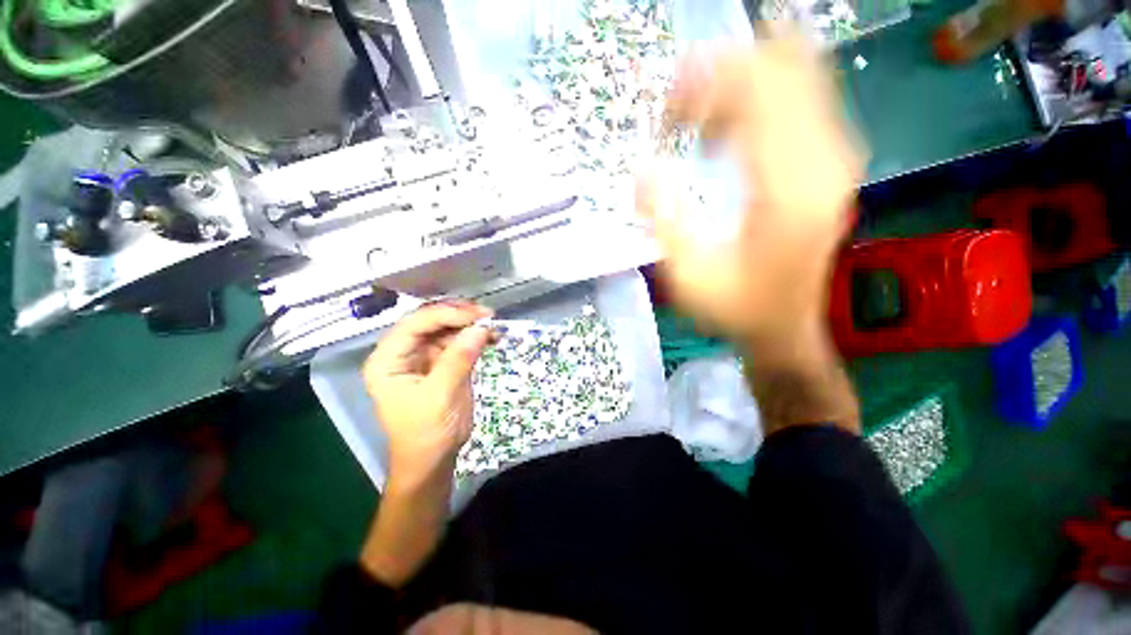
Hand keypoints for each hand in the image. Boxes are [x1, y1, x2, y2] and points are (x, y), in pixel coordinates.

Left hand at [363, 302, 493, 491]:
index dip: (447, 314)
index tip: (478, 315)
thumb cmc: (427, 432)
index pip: (415, 324)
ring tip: (495, 327)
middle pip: (431, 322)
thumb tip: (481, 327)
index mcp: (388, 360)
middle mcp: (403, 353)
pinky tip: (492, 338)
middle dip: (460, 316)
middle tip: (489, 316)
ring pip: (447, 329)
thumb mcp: (441, 395)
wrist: (434, 460)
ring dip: (471, 326)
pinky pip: (458, 343)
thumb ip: (459, 359)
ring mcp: (423, 357)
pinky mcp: (442, 363)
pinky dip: (475, 338)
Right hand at [638, 31, 863, 358]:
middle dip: (723, 74)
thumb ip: (664, 220)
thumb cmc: (735, 308)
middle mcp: (824, 160)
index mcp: (787, 189)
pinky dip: (759, 99)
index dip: (707, 84)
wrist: (785, 328)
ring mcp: (836, 156)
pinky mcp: (832, 162)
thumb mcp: (688, 277)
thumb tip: (643, 170)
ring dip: (740, 84)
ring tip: (697, 123)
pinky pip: (803, 98)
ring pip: (798, 72)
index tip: (668, 114)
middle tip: (679, 112)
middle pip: (784, 64)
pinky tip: (725, 134)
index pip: (758, 90)